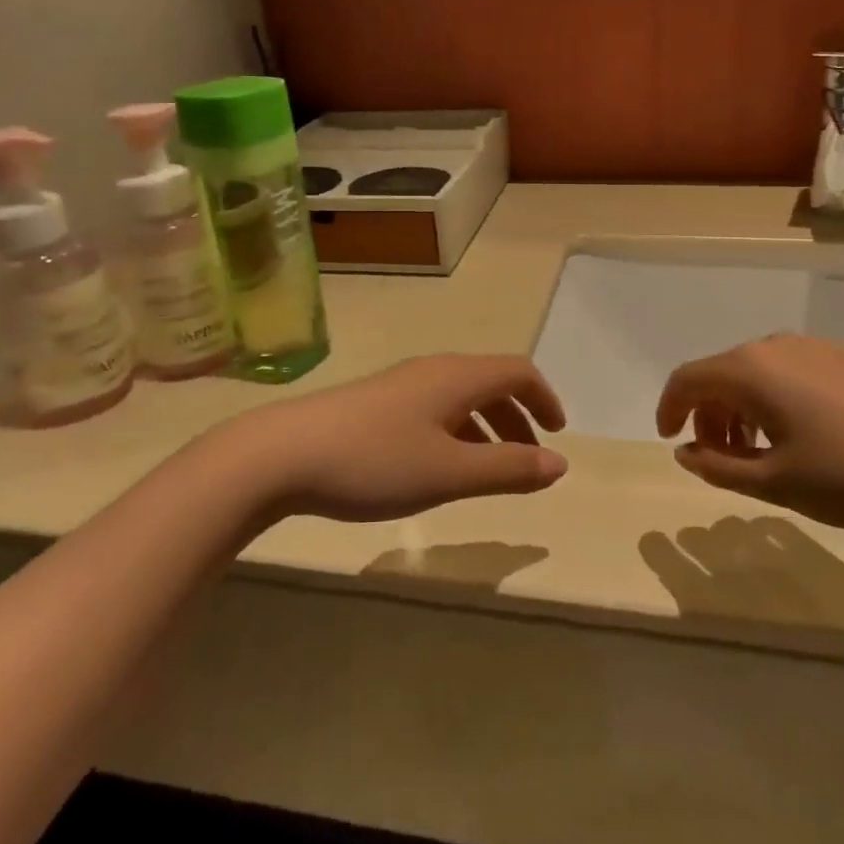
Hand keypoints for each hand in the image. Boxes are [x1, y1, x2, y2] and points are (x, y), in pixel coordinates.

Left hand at [214, 355, 568, 522]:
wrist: (283, 454)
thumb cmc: (375, 461)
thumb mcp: (450, 472)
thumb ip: (508, 469)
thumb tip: (560, 464)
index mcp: (457, 377)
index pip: (517, 371)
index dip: (544, 398)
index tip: (557, 433)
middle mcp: (433, 370)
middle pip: (490, 382)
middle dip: (518, 417)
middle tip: (530, 458)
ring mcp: (401, 385)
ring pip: (460, 397)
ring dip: (487, 427)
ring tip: (491, 469)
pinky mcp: (376, 403)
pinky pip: (434, 409)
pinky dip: (457, 432)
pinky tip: (441, 466)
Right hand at [655, 334, 843, 529]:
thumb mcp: (775, 483)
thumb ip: (718, 467)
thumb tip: (686, 452)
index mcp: (751, 369)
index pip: (688, 378)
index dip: (669, 408)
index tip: (669, 440)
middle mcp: (776, 346)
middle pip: (721, 374)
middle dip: (709, 415)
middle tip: (719, 460)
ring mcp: (815, 348)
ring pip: (756, 374)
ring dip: (741, 410)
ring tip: (758, 454)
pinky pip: (789, 373)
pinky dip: (773, 402)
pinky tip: (800, 439)